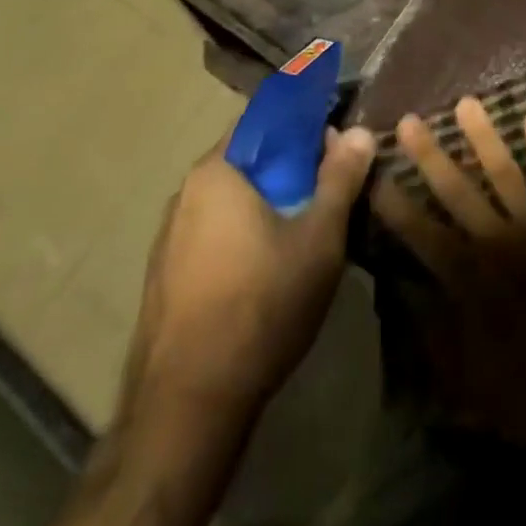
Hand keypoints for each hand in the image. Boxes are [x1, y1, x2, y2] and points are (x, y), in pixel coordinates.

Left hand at [53, 123, 376, 525]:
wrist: (187, 407)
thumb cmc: (260, 306)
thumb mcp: (319, 239)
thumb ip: (340, 178)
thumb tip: (359, 132)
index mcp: (218, 169)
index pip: (265, 117)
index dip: (305, 123)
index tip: (336, 141)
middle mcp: (187, 191)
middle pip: (250, 158)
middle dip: (292, 166)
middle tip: (329, 189)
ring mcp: (170, 235)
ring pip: (232, 197)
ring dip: (269, 201)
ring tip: (306, 228)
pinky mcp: (166, 274)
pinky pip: (214, 231)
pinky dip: (244, 232)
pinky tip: (268, 268)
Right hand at [373, 98, 525, 525]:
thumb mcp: (473, 384)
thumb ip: (437, 336)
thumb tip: (409, 292)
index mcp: (474, 284)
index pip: (424, 236)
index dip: (397, 206)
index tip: (376, 176)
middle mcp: (503, 245)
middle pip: (459, 193)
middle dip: (431, 157)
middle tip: (409, 120)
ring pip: (508, 174)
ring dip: (485, 138)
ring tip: (467, 103)